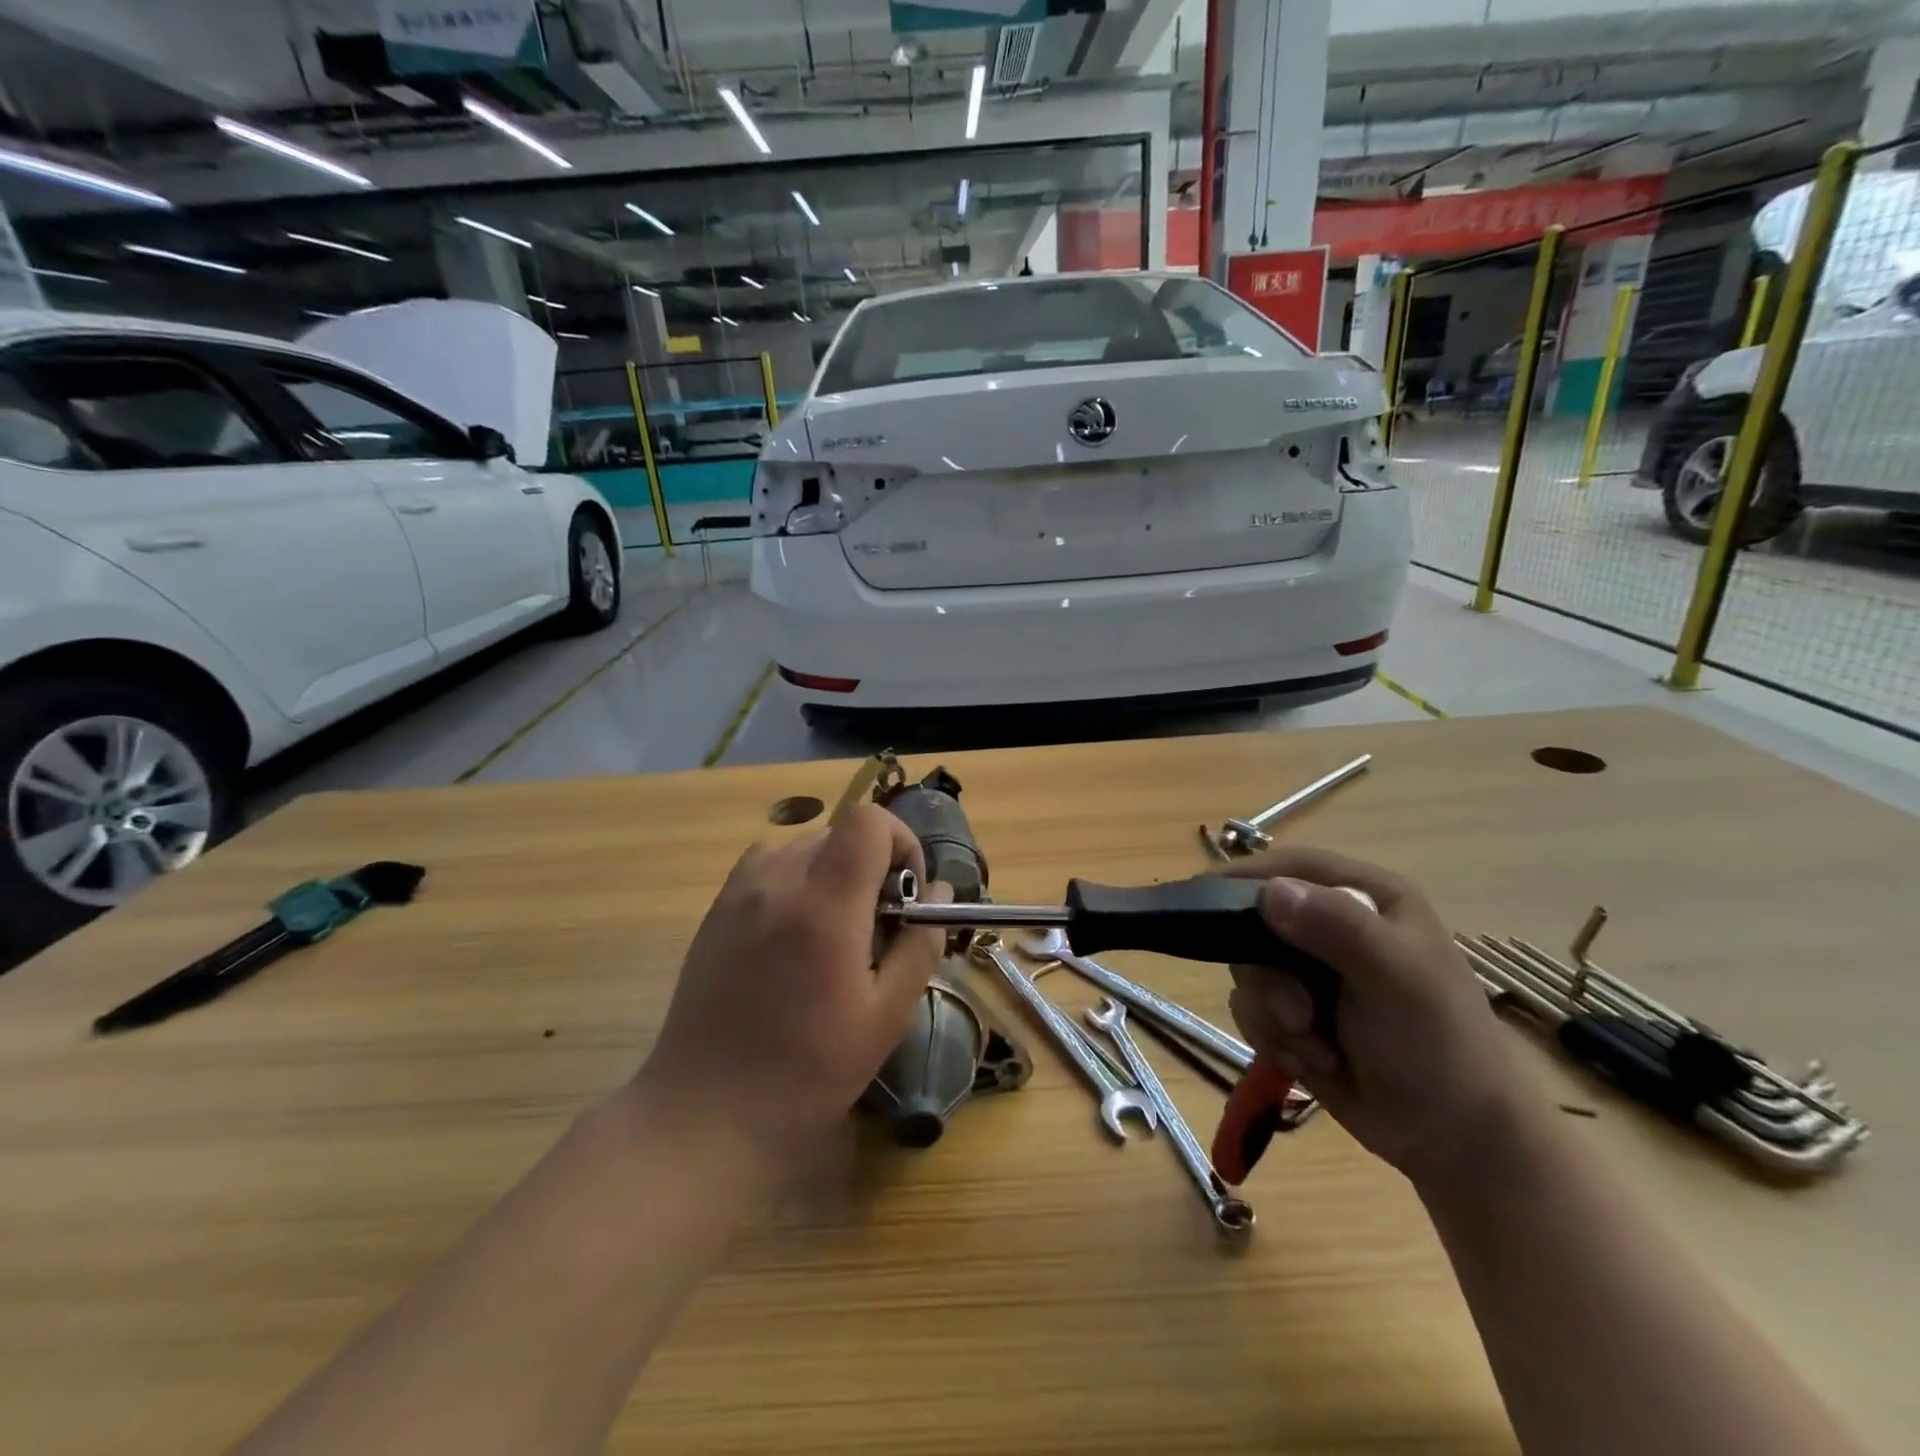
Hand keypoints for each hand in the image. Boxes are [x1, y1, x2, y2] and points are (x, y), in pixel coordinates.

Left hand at [637, 803, 947, 1171]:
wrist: (707, 1113)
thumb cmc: (808, 1072)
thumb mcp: (886, 1017)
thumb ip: (920, 945)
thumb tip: (939, 893)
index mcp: (824, 907)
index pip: (867, 820)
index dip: (900, 841)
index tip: (906, 892)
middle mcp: (777, 883)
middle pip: (838, 831)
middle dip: (871, 862)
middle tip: (877, 922)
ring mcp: (738, 894)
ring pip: (802, 844)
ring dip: (832, 869)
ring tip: (835, 927)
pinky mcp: (715, 911)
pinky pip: (766, 865)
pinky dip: (794, 878)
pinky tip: (794, 932)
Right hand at [1223, 846, 1535, 1187]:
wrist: (1456, 1141)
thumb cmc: (1437, 1046)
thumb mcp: (1396, 978)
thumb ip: (1339, 928)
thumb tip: (1271, 893)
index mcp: (1366, 897)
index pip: (1291, 867)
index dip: (1245, 878)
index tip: (1200, 898)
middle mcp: (1334, 926)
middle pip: (1256, 923)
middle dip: (1266, 976)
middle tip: (1296, 1014)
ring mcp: (1312, 972)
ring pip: (1249, 971)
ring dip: (1272, 1015)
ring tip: (1315, 1048)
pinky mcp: (1296, 1012)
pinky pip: (1251, 1009)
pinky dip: (1272, 1038)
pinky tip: (1312, 1063)